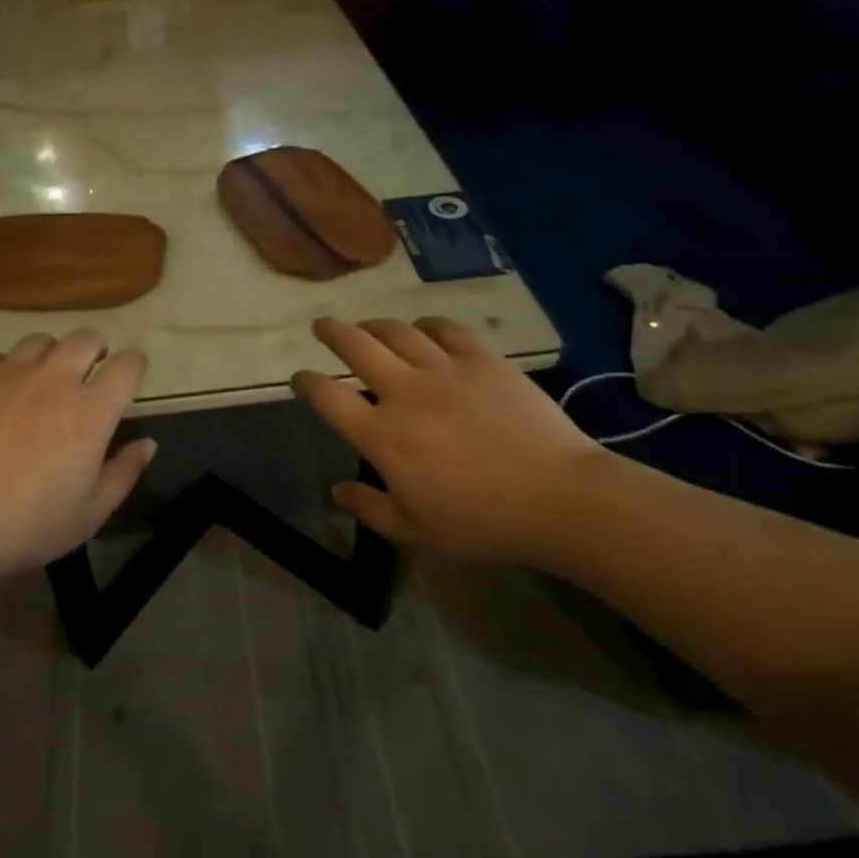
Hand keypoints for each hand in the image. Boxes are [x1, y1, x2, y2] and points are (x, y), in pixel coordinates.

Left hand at [0, 330, 155, 578]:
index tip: (128, 375)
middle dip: (95, 348)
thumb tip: (148, 443)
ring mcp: (8, 372)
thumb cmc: (25, 527)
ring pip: (40, 342)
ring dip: (50, 356)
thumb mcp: (88, 515)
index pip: (127, 365)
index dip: (133, 365)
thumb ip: (124, 473)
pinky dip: (5, 370)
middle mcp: (53, 379)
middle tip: (88, 370)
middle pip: (85, 338)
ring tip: (40, 380)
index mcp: (90, 411)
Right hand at [290, 316, 603, 564]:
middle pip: (354, 345)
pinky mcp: (480, 358)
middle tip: (321, 327)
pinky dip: (426, 326)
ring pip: (395, 330)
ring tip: (368, 328)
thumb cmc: (483, 523)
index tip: (299, 379)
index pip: (327, 396)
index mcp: (381, 435)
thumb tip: (336, 490)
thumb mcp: (418, 531)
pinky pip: (443, 329)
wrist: (559, 498)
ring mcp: (442, 369)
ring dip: (374, 326)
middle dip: (331, 332)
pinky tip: (424, 331)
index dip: (305, 382)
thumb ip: (371, 508)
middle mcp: (403, 391)